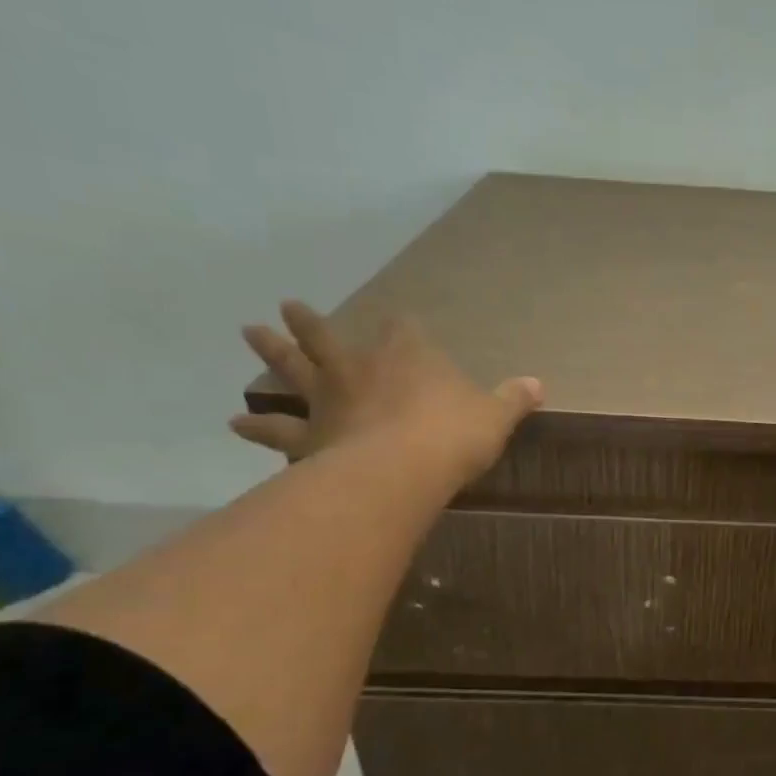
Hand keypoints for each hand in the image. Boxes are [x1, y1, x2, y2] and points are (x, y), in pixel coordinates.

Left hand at [230, 301, 542, 485]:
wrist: (404, 469)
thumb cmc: (453, 435)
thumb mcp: (495, 416)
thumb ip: (513, 398)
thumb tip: (539, 384)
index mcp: (408, 356)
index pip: (402, 329)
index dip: (401, 327)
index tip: (399, 323)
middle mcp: (361, 368)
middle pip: (328, 338)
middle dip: (311, 323)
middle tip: (288, 306)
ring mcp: (330, 400)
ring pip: (294, 369)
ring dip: (272, 351)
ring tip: (249, 331)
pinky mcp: (310, 435)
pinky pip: (279, 429)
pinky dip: (258, 426)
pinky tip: (236, 422)